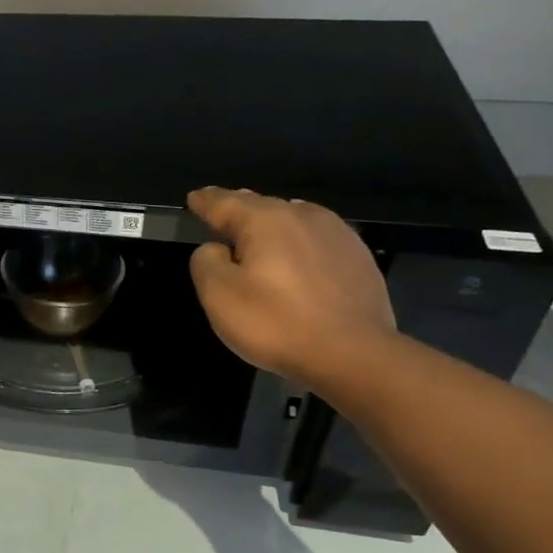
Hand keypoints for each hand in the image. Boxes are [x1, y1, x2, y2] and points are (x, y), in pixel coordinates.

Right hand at [187, 187, 395, 389]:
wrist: (353, 354)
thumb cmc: (276, 323)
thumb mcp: (219, 296)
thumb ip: (206, 262)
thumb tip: (216, 249)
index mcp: (265, 220)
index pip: (225, 202)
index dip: (206, 201)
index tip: (194, 198)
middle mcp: (302, 215)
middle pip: (261, 206)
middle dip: (239, 209)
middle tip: (221, 213)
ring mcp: (336, 233)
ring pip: (292, 219)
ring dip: (272, 226)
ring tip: (258, 236)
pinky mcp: (358, 257)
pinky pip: (316, 240)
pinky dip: (299, 244)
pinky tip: (297, 260)